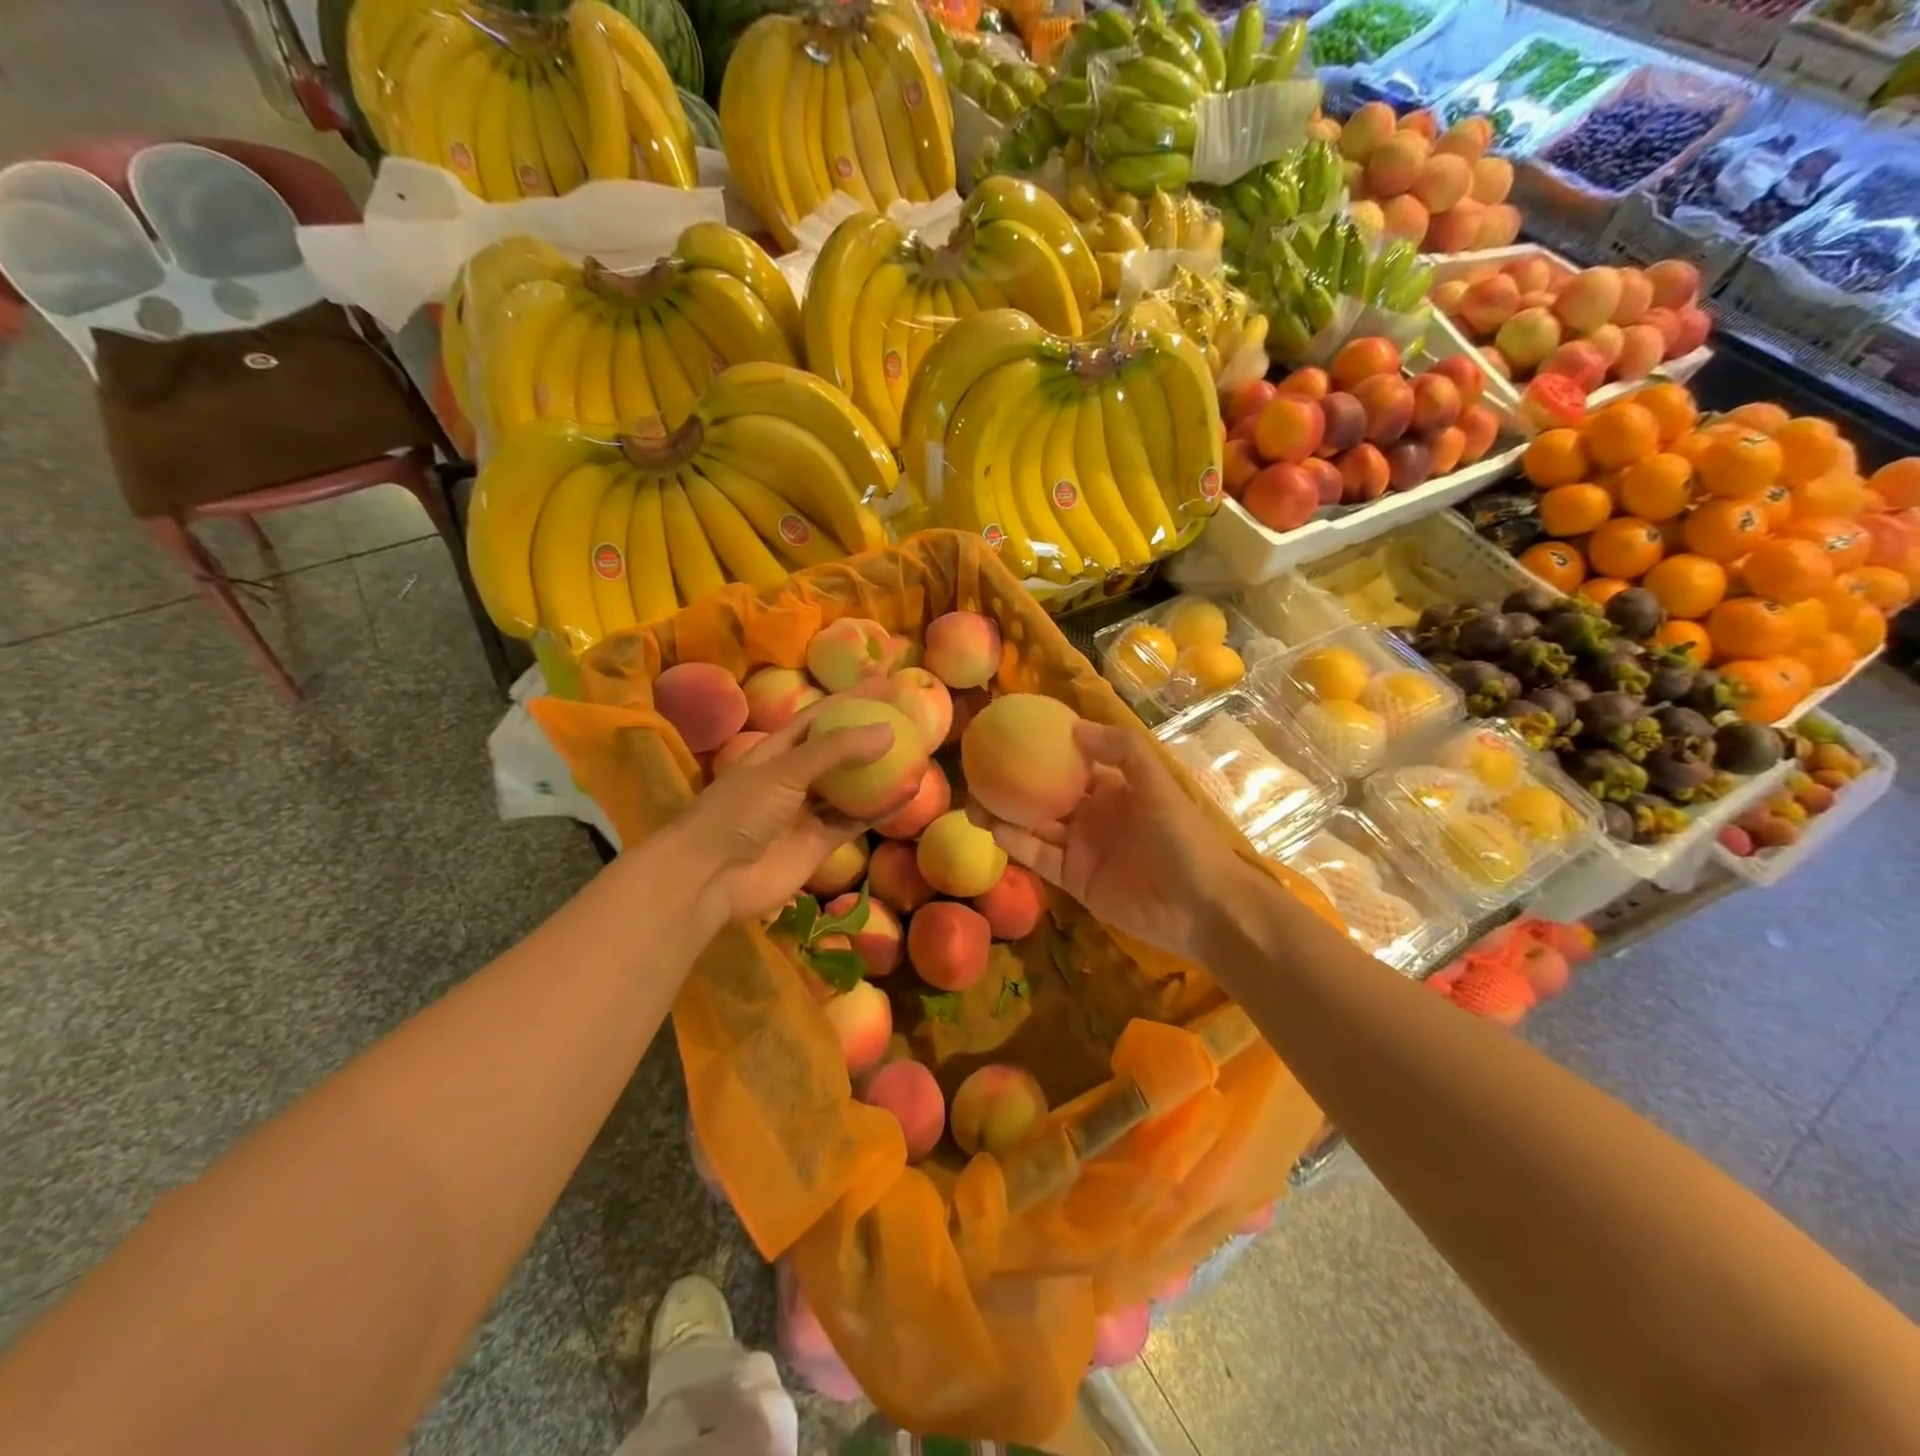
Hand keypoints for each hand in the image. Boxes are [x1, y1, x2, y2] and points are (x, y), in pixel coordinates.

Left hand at [666, 711, 894, 929]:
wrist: (710, 879)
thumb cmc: (738, 813)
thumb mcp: (784, 771)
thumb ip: (835, 751)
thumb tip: (888, 730)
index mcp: (775, 752)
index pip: (817, 718)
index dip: (848, 700)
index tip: (883, 686)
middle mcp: (792, 779)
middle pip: (836, 752)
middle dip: (867, 737)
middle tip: (906, 721)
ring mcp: (805, 813)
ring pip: (849, 789)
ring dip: (877, 775)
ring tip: (913, 756)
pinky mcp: (818, 844)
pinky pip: (853, 822)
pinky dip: (878, 810)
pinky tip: (905, 796)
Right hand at [982, 720, 1262, 962]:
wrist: (1202, 908)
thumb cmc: (1183, 838)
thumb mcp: (1158, 785)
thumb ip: (1122, 751)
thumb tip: (1073, 727)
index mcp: (1113, 788)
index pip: (1071, 762)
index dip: (1043, 749)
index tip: (1009, 734)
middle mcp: (1092, 814)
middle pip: (1044, 794)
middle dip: (1012, 783)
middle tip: (977, 770)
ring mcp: (1080, 848)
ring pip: (1034, 826)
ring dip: (1004, 813)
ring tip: (971, 800)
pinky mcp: (1073, 880)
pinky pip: (1038, 857)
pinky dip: (1015, 844)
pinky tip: (992, 828)